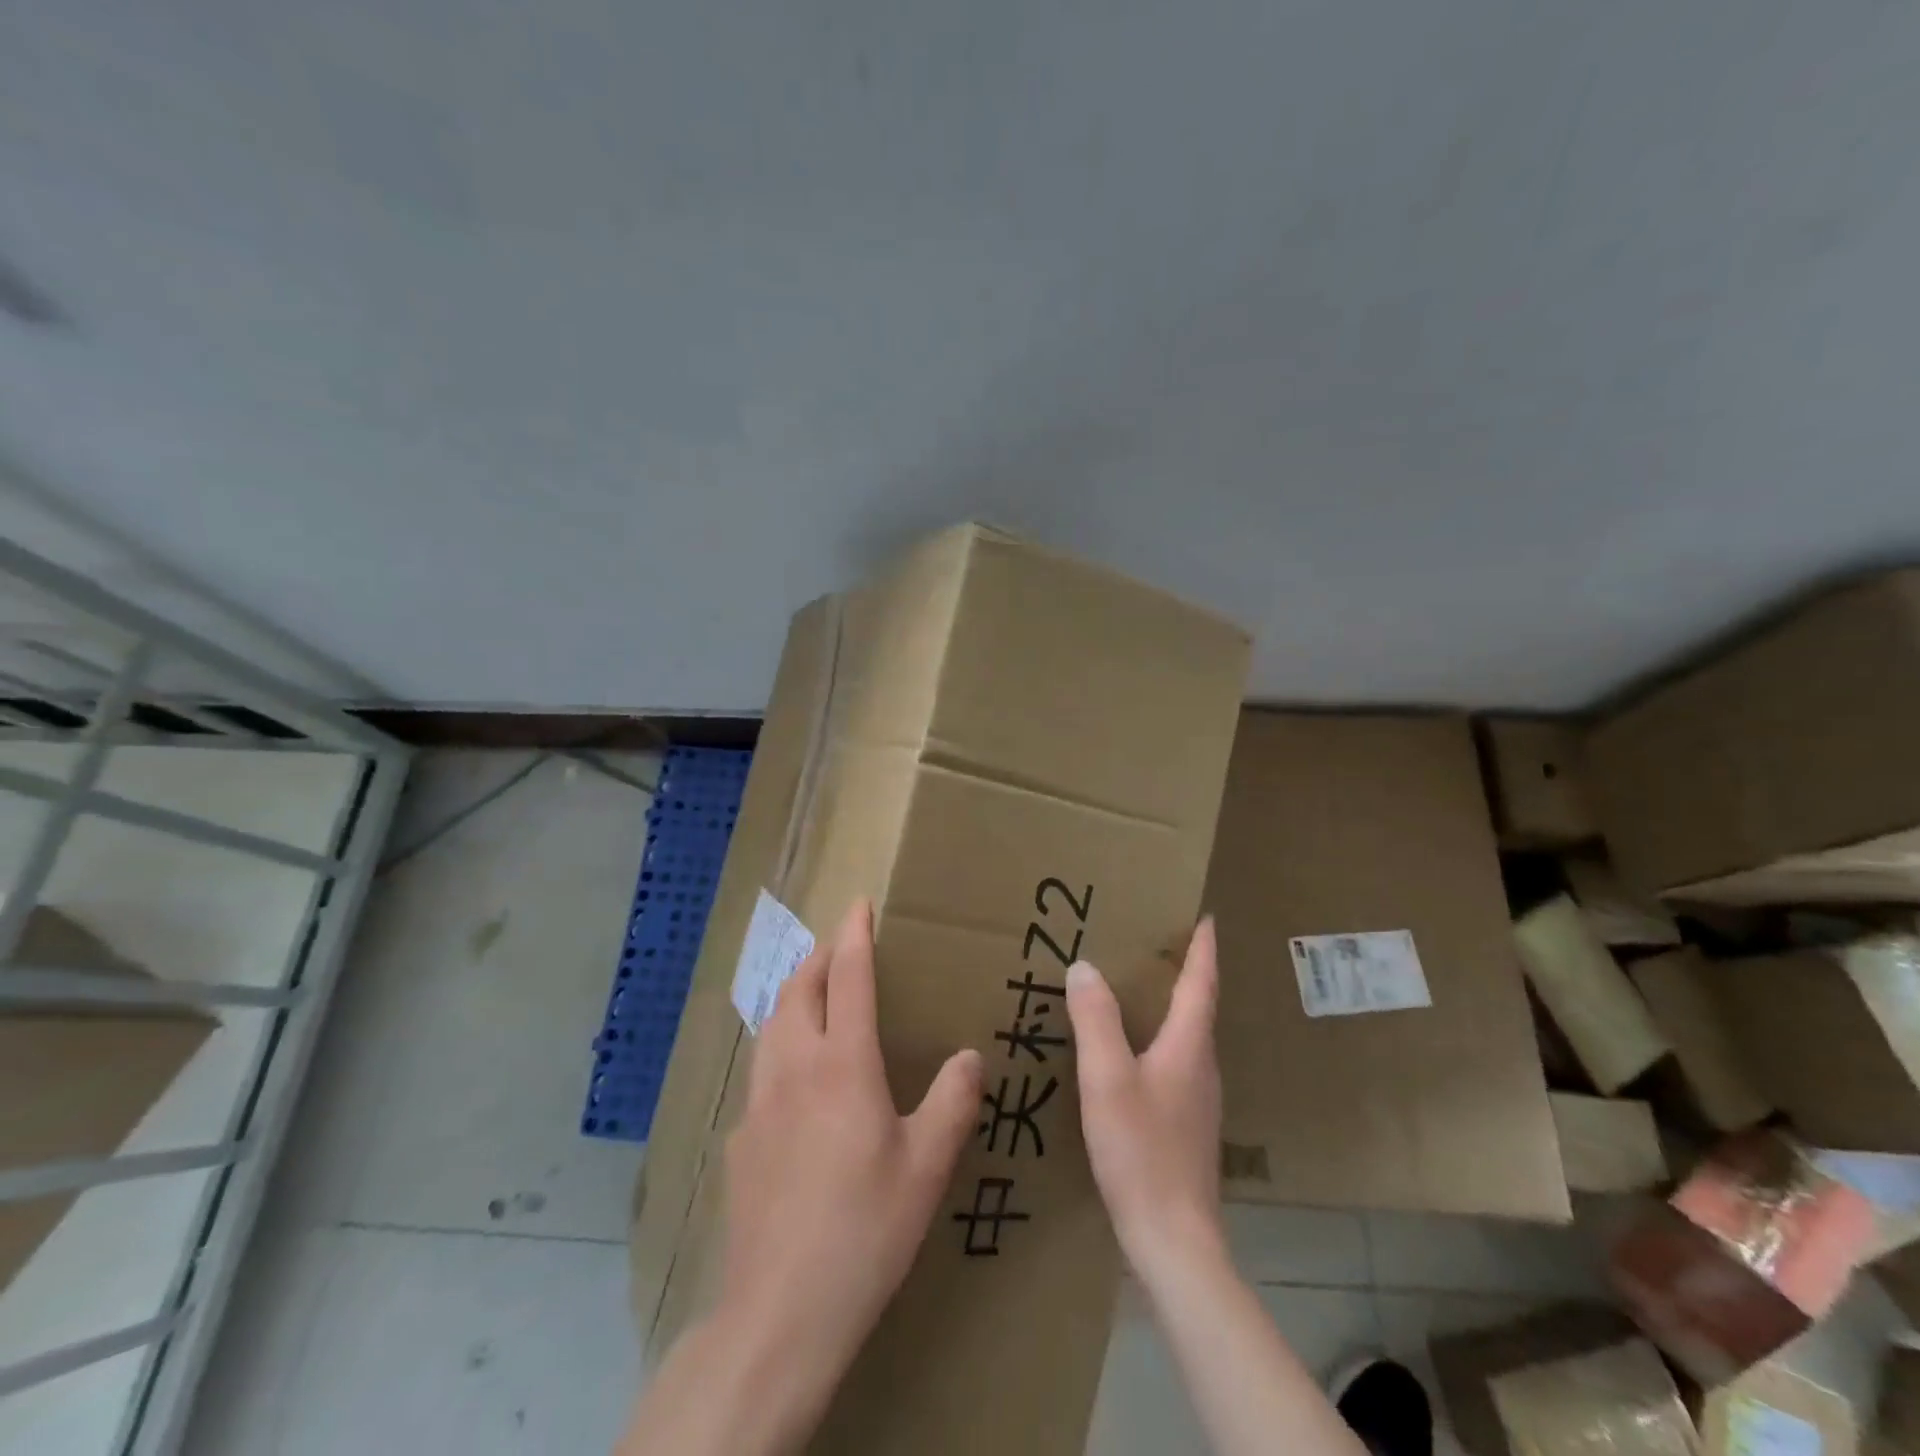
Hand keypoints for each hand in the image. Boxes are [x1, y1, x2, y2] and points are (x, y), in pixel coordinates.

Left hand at [717, 898, 983, 1383]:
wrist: (781, 1310)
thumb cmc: (866, 1229)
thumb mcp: (927, 1166)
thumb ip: (952, 1102)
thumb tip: (969, 1057)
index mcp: (843, 1065)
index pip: (847, 977)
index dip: (854, 934)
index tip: (859, 903)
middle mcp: (794, 1068)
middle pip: (798, 989)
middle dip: (818, 956)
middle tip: (840, 946)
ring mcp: (759, 1101)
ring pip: (772, 1024)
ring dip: (794, 995)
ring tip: (815, 994)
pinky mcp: (741, 1137)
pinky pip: (761, 1069)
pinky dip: (781, 1045)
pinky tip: (796, 1080)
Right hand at [1065, 917, 1224, 1280]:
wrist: (1174, 1240)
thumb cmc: (1141, 1150)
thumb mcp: (1107, 1078)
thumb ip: (1095, 1020)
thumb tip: (1084, 966)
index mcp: (1189, 1046)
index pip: (1202, 983)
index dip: (1203, 948)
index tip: (1204, 917)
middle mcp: (1202, 1066)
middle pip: (1198, 1006)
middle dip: (1183, 971)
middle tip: (1155, 943)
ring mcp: (1198, 1099)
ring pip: (1185, 1036)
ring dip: (1168, 1005)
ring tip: (1136, 989)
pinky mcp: (1186, 1124)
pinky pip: (1173, 1062)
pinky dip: (1156, 1039)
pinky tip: (1128, 1052)